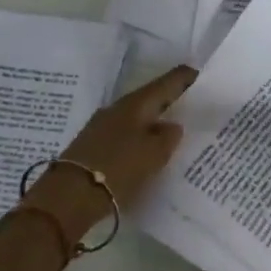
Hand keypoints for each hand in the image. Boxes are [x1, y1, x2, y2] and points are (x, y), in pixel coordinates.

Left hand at [23, 64, 196, 245]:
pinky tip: (148, 150)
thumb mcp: (154, 153)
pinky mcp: (93, 147)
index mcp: (136, 103)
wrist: (69, 196)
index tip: (201, 74)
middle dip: (170, 100)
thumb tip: (172, 126)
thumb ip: (169, 136)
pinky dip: (140, 139)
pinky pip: (125, 136)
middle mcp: (118, 108)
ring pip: (137, 118)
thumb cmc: (118, 168)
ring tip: (174, 131)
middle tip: (192, 104)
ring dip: (154, 122)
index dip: (185, 78)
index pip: (167, 83)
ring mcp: (102, 127)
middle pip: (150, 99)